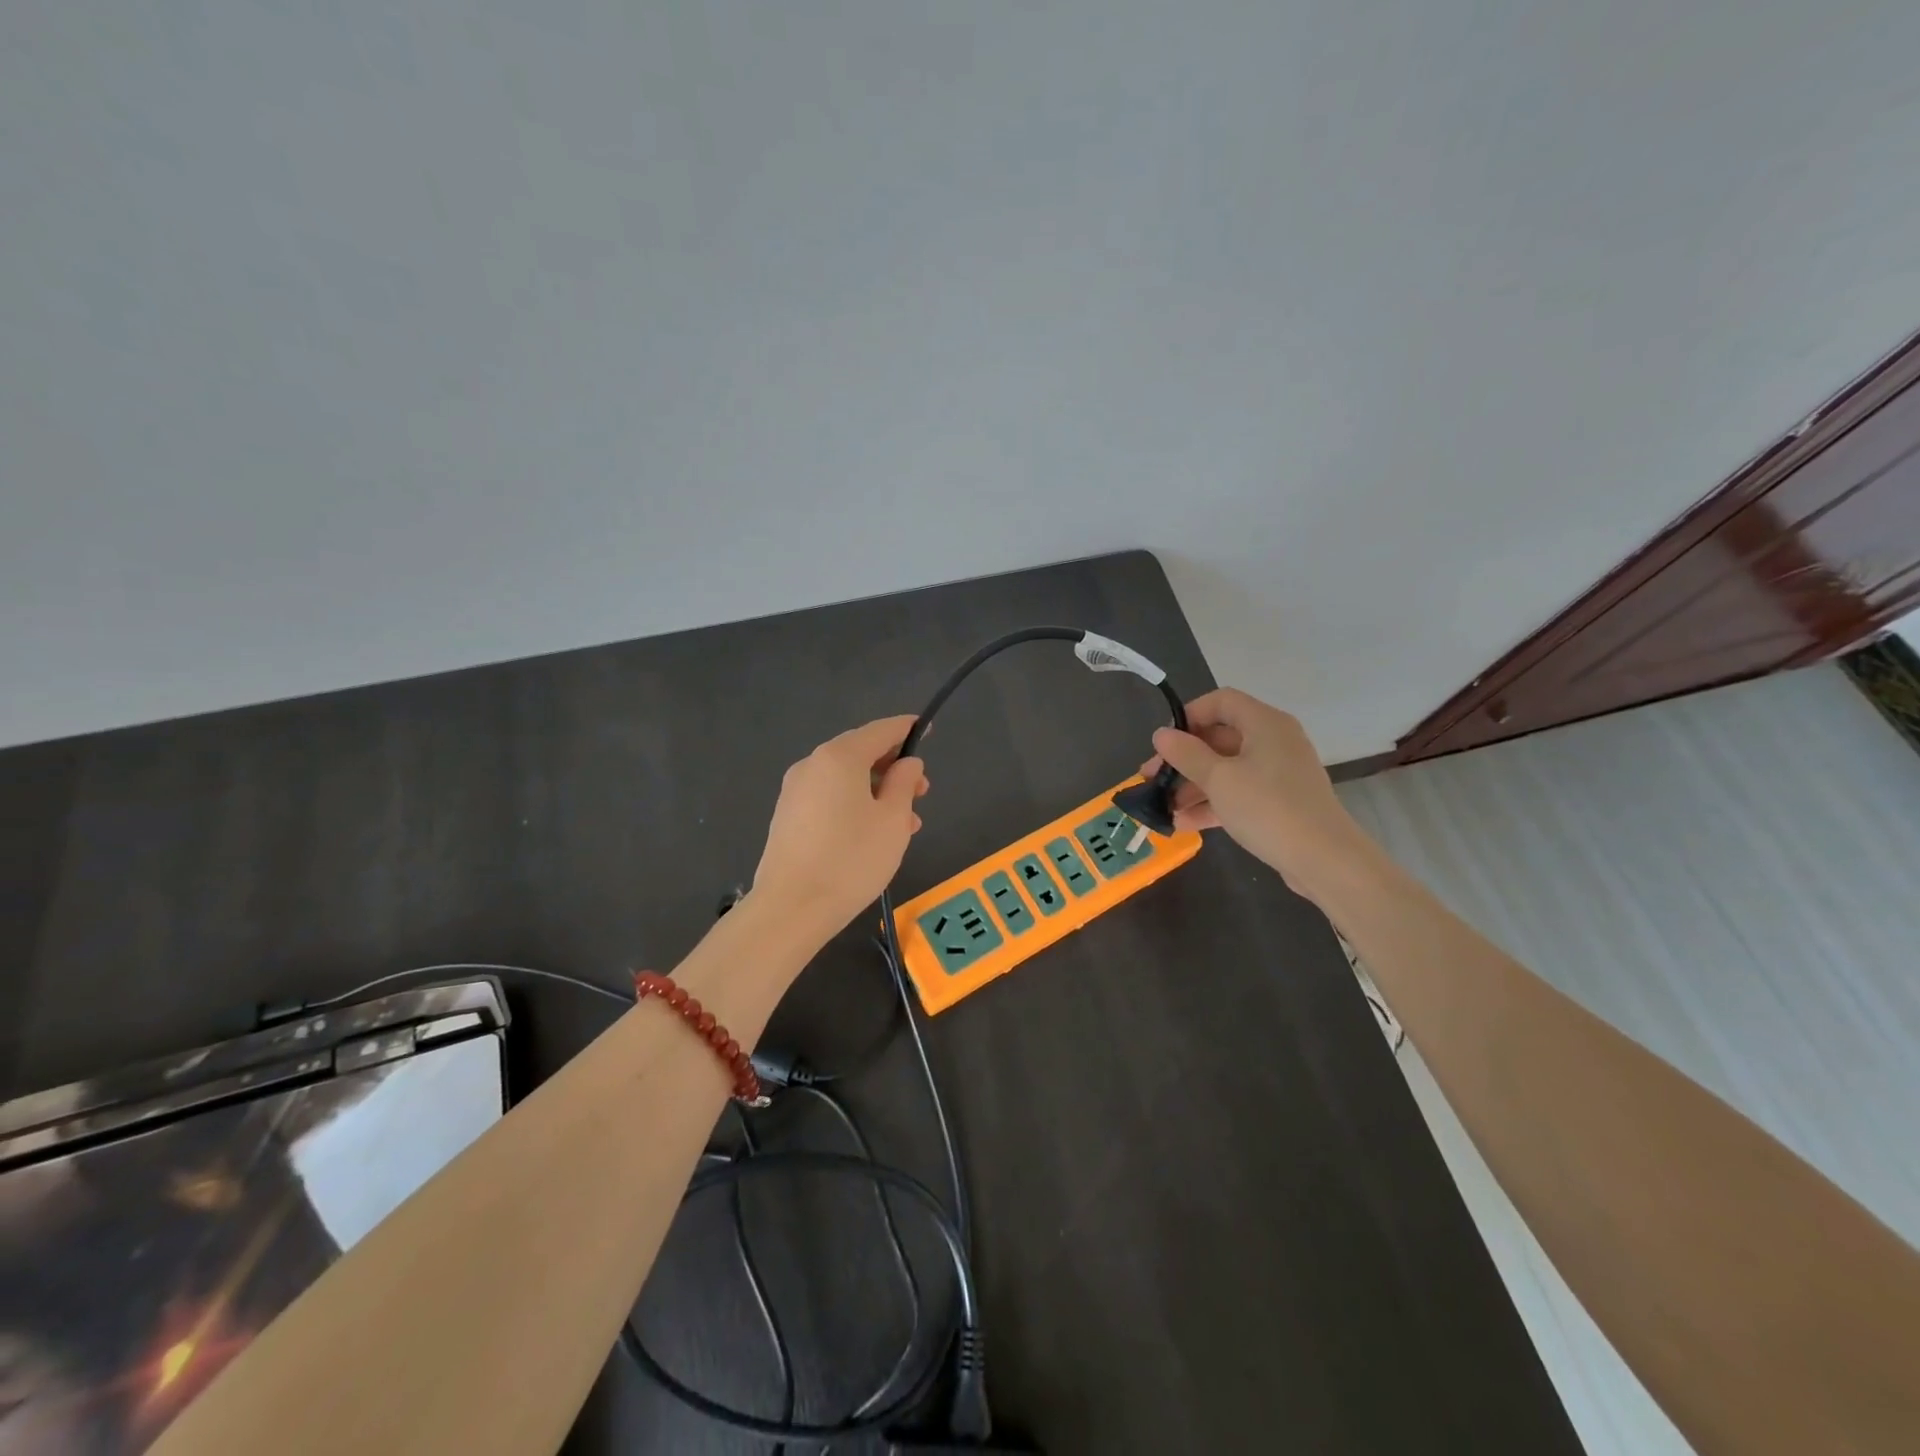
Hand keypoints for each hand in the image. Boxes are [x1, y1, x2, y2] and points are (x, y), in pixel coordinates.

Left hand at [753, 715, 928, 933]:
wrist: (791, 908)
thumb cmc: (852, 859)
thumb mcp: (893, 820)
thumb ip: (904, 783)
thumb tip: (907, 763)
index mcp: (840, 757)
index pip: (881, 730)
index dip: (907, 729)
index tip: (927, 731)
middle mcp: (812, 764)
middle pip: (860, 753)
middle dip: (893, 767)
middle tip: (922, 792)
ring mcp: (795, 791)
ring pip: (845, 779)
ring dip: (877, 791)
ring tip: (904, 823)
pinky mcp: (787, 817)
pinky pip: (829, 798)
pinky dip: (854, 804)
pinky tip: (872, 834)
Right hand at [1139, 688, 1377, 902]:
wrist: (1324, 860)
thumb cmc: (1268, 808)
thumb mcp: (1218, 779)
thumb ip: (1186, 754)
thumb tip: (1162, 734)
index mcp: (1264, 723)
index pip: (1221, 702)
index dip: (1189, 716)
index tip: (1165, 743)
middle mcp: (1274, 741)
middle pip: (1219, 738)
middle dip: (1183, 759)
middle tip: (1152, 779)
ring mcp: (1278, 773)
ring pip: (1226, 769)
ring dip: (1193, 786)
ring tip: (1163, 808)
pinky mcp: (1279, 801)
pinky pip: (1239, 793)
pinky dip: (1213, 803)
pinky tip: (1184, 824)